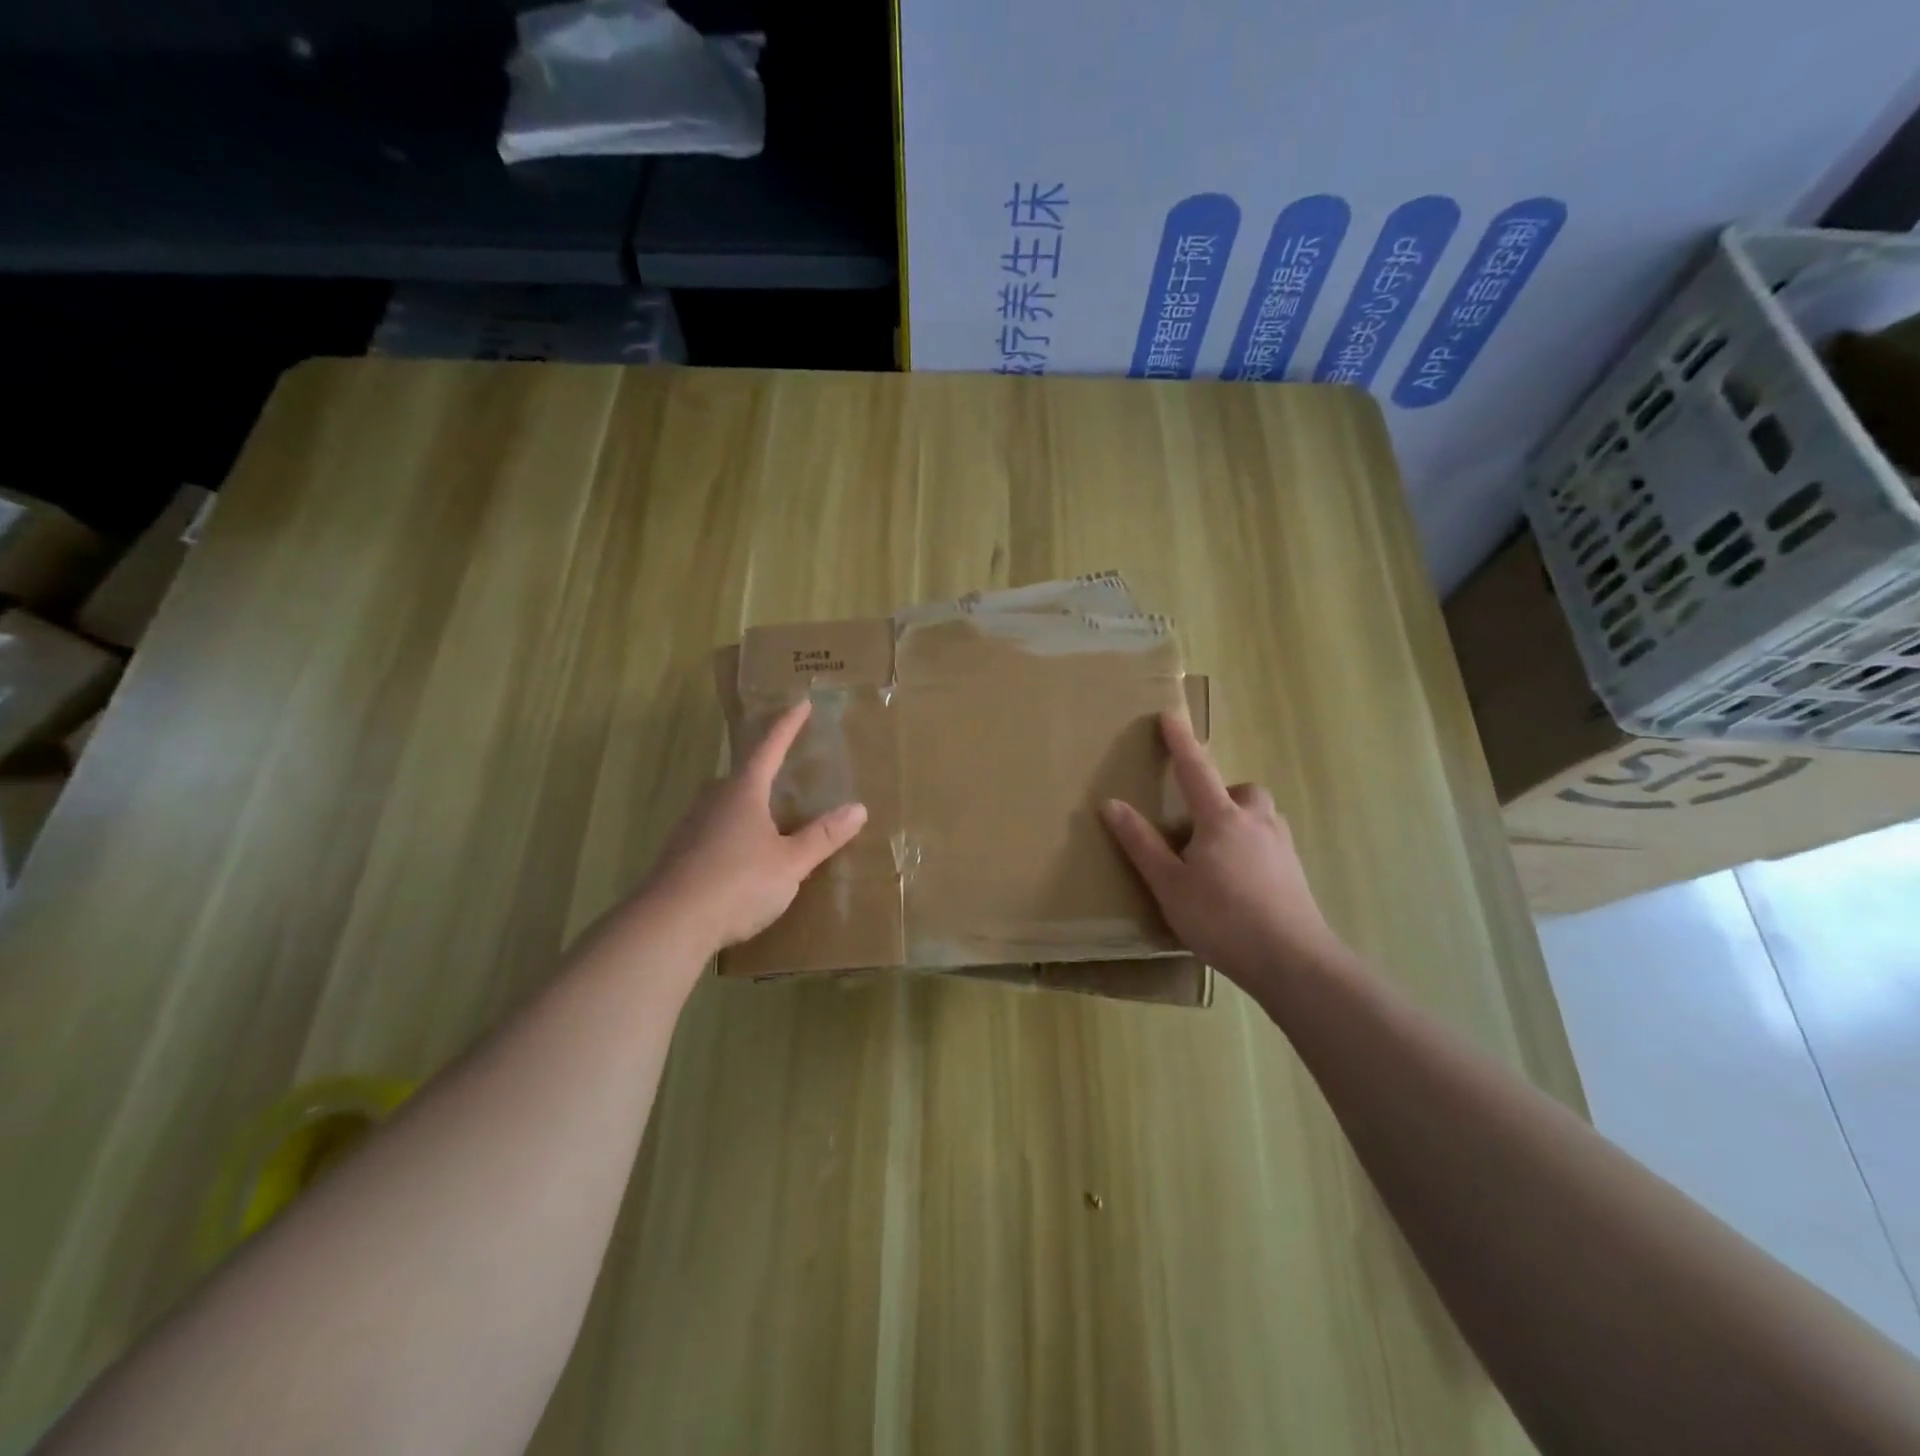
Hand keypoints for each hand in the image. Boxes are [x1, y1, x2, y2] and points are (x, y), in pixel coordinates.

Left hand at [641, 700, 867, 952]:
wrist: (669, 924)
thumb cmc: (737, 884)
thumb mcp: (791, 863)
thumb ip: (822, 836)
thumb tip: (858, 808)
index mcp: (744, 792)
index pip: (769, 747)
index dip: (787, 726)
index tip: (800, 703)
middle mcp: (714, 799)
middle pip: (743, 774)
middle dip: (764, 768)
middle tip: (786, 767)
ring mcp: (691, 826)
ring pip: (725, 803)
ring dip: (747, 802)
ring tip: (768, 814)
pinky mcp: (679, 853)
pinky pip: (713, 829)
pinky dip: (733, 831)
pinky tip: (741, 854)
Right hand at [1101, 712, 1344, 986]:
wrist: (1292, 961)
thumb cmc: (1222, 919)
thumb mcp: (1169, 885)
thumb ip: (1141, 844)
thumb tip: (1112, 804)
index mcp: (1221, 819)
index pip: (1196, 769)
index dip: (1181, 742)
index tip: (1170, 715)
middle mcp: (1257, 823)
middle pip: (1244, 791)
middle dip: (1224, 793)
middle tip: (1202, 818)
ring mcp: (1282, 848)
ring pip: (1262, 817)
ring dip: (1242, 820)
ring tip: (1219, 854)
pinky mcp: (1296, 874)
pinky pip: (1272, 844)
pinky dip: (1255, 849)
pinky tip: (1242, 882)